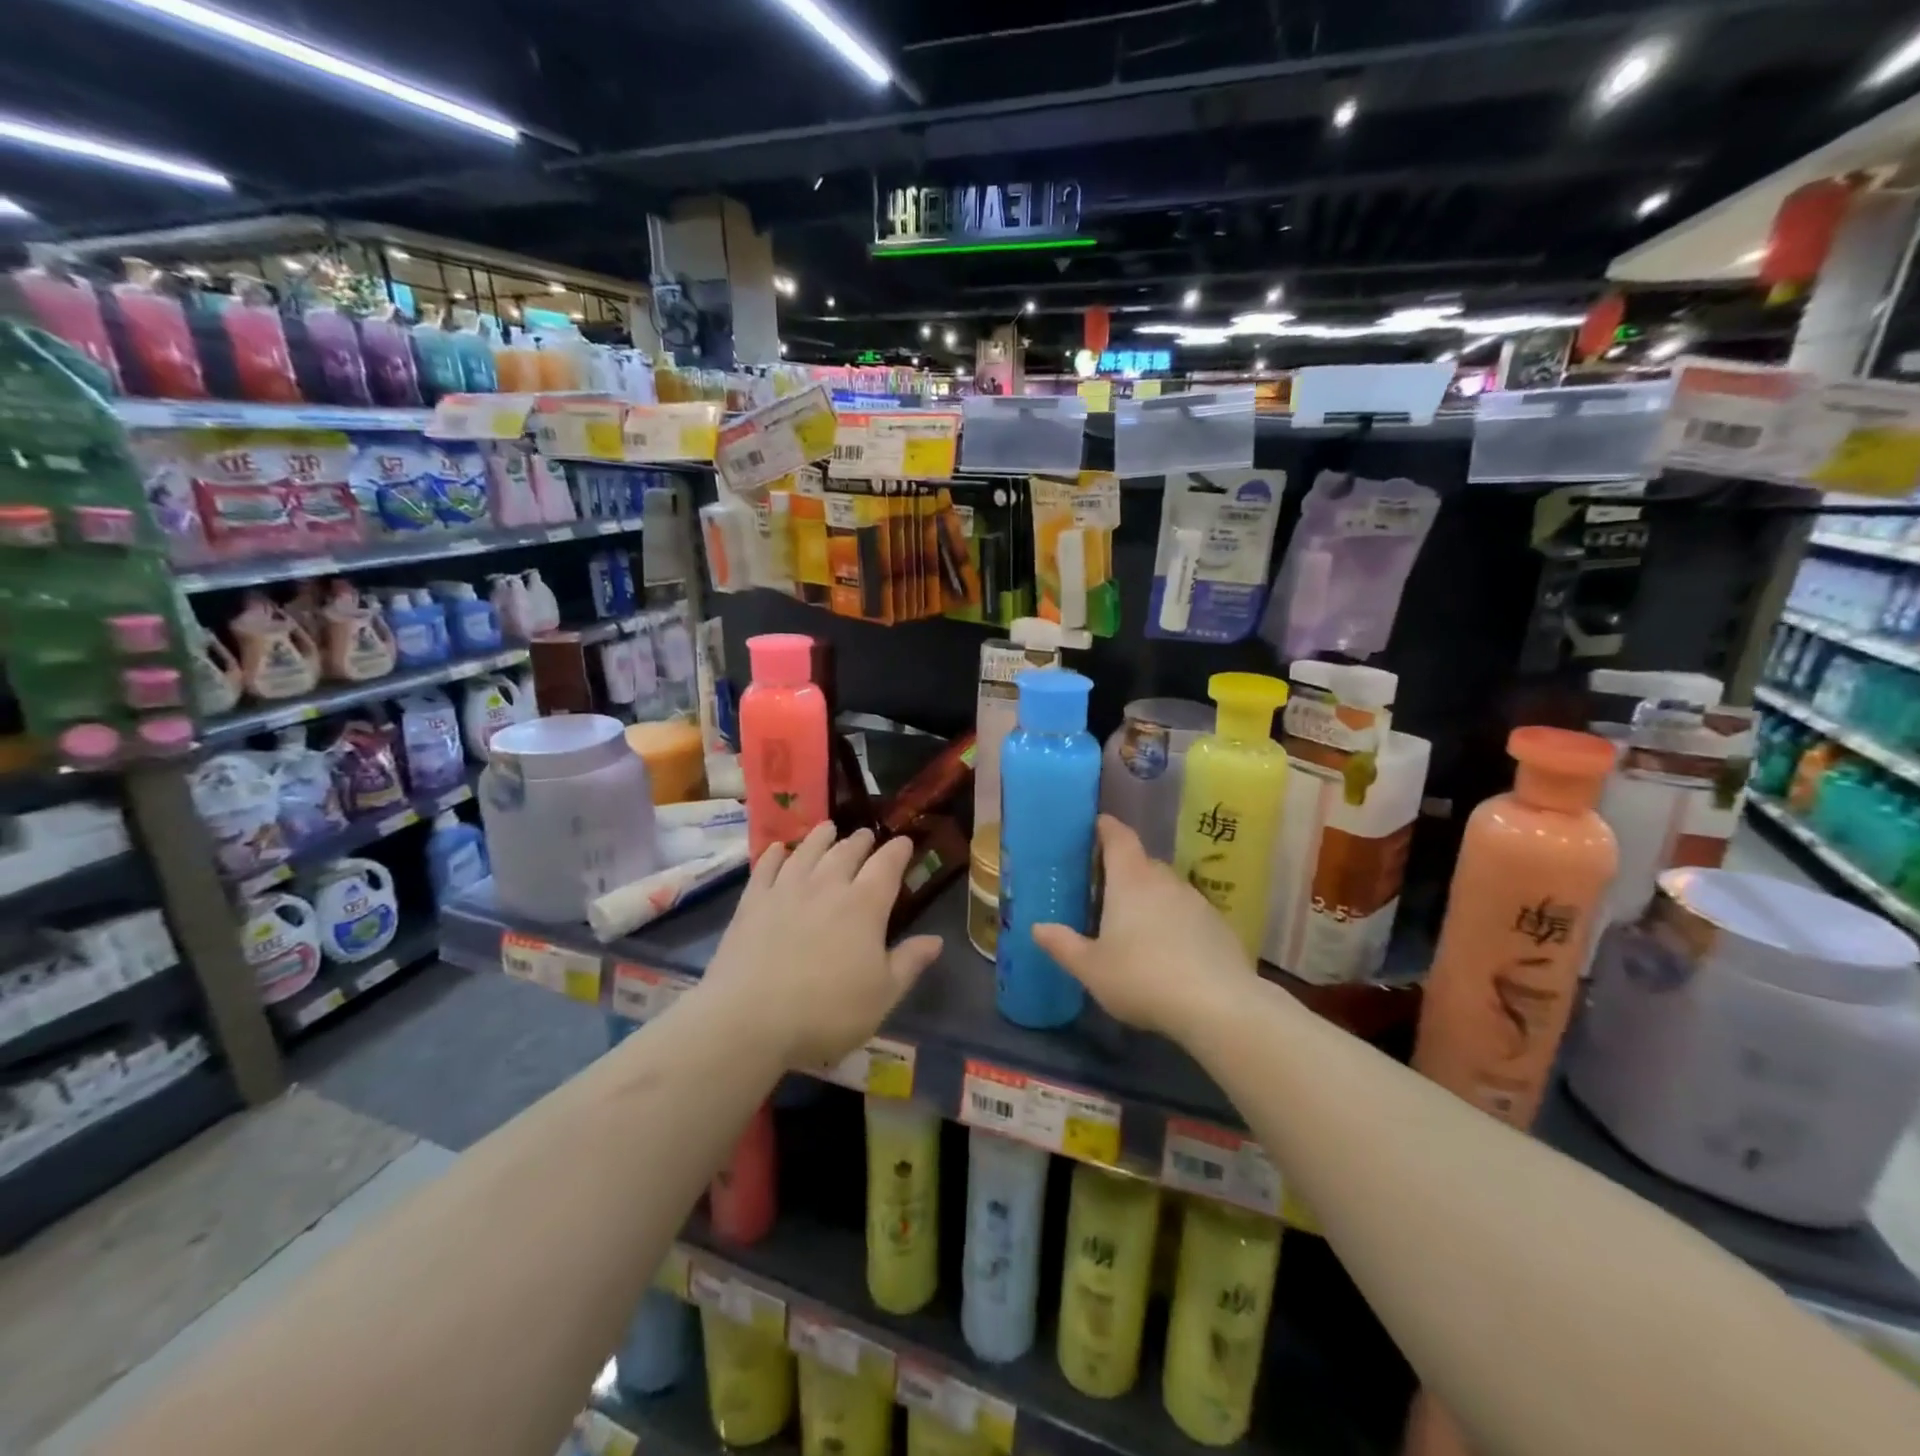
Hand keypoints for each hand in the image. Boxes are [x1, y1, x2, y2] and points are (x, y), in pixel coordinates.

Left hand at [701, 823, 942, 1069]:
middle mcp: (827, 885)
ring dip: (821, 837)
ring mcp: (786, 890)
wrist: (749, 1020)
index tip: (904, 842)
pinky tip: (779, 849)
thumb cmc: (827, 1012)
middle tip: (866, 835)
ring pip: (807, 851)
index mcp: (864, 905)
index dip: (898, 850)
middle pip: (847, 851)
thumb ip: (909, 963)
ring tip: (828, 828)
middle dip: (861, 840)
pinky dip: (775, 854)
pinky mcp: (752, 902)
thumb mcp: (882, 995)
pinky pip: (766, 867)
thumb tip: (936, 940)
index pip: (887, 865)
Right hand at [1033, 815, 1253, 1040]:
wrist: (1218, 1006)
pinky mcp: (1220, 926)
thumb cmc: (1142, 978)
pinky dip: (1175, 921)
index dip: (1107, 828)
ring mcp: (1197, 901)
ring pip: (1167, 888)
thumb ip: (1063, 945)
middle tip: (1106, 889)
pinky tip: (1170, 950)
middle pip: (1143, 862)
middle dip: (1125, 869)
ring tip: (1137, 924)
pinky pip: (1189, 913)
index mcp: (1130, 880)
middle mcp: (1164, 881)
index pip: (1119, 838)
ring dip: (1152, 897)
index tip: (1097, 825)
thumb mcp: (1091, 968)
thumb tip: (1037, 927)